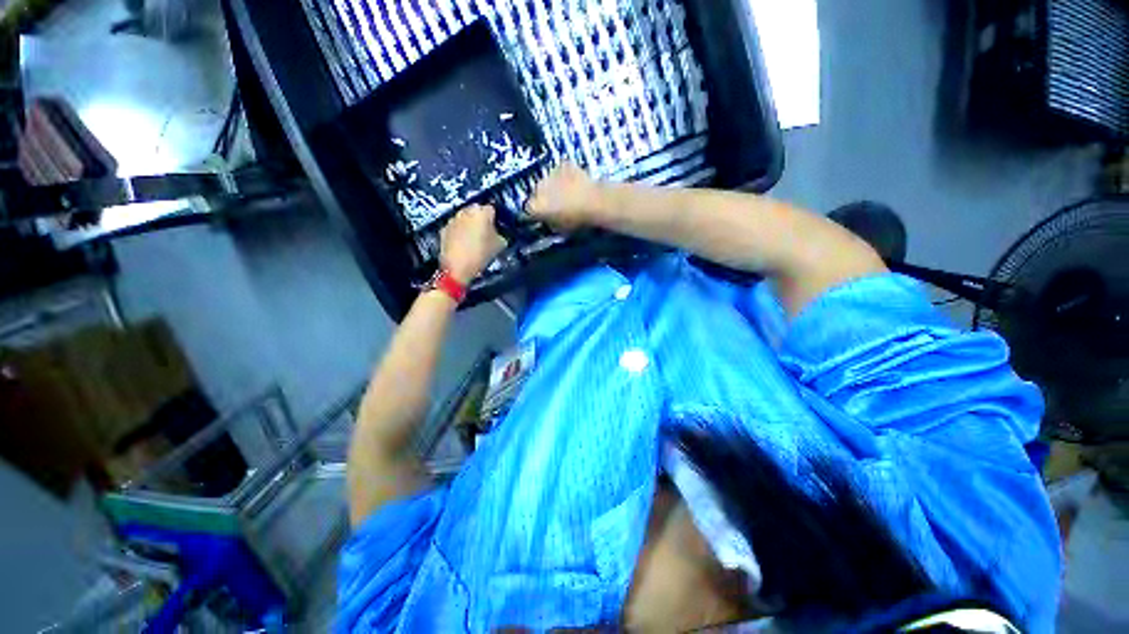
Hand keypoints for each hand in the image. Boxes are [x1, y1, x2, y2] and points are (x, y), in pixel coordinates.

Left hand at [440, 204, 506, 281]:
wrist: (457, 267)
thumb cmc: (481, 254)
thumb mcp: (500, 246)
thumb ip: (501, 235)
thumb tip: (499, 232)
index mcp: (482, 212)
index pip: (492, 209)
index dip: (496, 218)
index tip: (497, 228)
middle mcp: (466, 211)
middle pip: (477, 211)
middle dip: (481, 219)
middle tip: (486, 232)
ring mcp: (453, 219)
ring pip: (465, 217)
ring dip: (470, 224)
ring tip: (474, 239)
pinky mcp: (444, 228)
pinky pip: (456, 226)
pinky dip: (460, 231)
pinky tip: (463, 243)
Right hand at [526, 163, 604, 230]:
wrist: (595, 202)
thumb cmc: (577, 222)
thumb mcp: (559, 230)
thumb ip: (549, 223)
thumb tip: (547, 220)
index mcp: (535, 206)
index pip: (528, 210)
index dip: (535, 214)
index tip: (542, 217)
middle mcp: (538, 188)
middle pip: (537, 193)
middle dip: (544, 198)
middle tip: (556, 205)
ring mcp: (550, 173)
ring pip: (548, 181)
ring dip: (554, 186)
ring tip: (567, 193)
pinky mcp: (563, 164)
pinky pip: (561, 171)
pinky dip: (565, 176)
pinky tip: (575, 183)